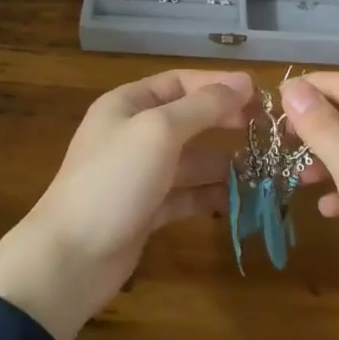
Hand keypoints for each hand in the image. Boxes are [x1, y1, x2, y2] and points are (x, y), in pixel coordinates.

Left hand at [0, 69, 253, 339]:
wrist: (71, 257)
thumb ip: (202, 107)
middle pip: (187, 120)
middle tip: (267, 134)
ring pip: (190, 160)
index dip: (218, 86)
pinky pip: (185, 194)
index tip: (260, 98)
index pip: (179, 82)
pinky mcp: (145, 210)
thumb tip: (243, 82)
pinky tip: (239, 200)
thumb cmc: (114, 181)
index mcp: (127, 105)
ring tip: (265, 170)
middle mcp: (132, 134)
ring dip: (224, 163)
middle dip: (225, 124)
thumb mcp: (159, 132)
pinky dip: (210, 195)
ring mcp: (138, 174)